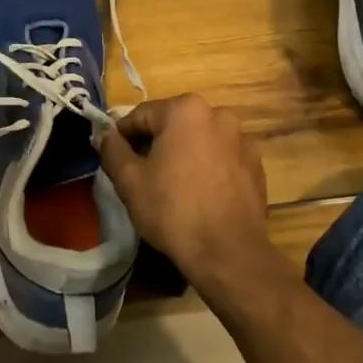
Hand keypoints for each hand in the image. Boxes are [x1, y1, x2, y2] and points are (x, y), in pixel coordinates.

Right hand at [97, 95, 272, 289]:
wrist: (228, 252)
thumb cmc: (172, 210)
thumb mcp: (129, 180)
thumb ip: (112, 149)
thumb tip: (105, 134)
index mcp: (185, 109)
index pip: (141, 116)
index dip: (123, 137)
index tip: (115, 160)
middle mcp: (218, 114)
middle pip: (173, 124)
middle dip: (155, 144)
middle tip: (142, 176)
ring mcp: (242, 139)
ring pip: (199, 140)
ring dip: (184, 154)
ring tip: (173, 187)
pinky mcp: (256, 164)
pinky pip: (221, 157)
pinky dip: (208, 167)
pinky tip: (201, 194)